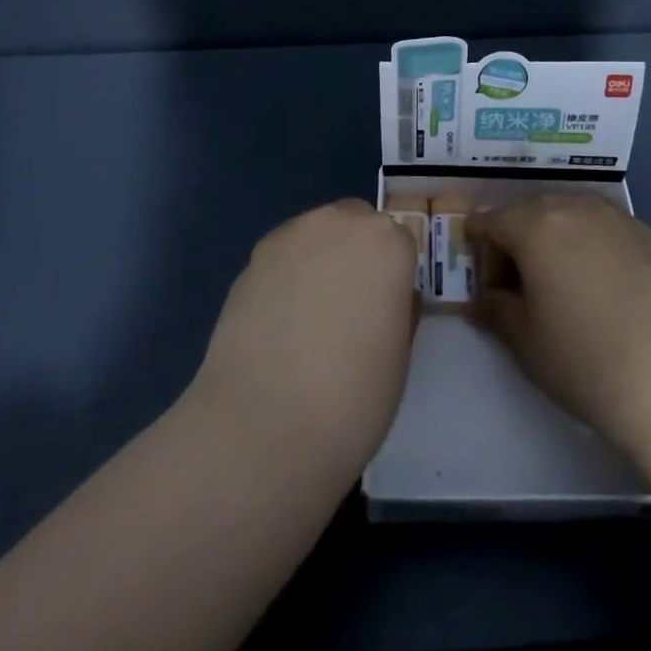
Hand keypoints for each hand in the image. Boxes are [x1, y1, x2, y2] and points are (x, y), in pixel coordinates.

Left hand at [189, 200, 419, 476]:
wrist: (264, 426)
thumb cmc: (353, 397)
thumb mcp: (399, 353)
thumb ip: (395, 308)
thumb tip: (382, 300)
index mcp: (386, 243)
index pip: (400, 241)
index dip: (395, 276)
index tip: (387, 309)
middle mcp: (337, 224)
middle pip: (355, 223)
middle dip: (357, 253)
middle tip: (351, 307)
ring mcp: (287, 238)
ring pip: (315, 236)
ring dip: (319, 261)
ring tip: (309, 318)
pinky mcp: (249, 262)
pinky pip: (282, 259)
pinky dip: (286, 280)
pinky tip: (279, 326)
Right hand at [468, 193, 650, 456]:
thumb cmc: (584, 358)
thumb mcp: (524, 341)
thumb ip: (495, 310)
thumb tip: (484, 299)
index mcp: (536, 224)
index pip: (491, 222)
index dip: (479, 249)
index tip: (485, 284)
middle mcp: (576, 207)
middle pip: (531, 211)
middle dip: (517, 240)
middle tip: (520, 287)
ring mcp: (619, 218)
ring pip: (572, 215)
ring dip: (556, 239)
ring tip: (563, 284)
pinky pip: (606, 230)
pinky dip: (593, 247)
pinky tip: (605, 289)